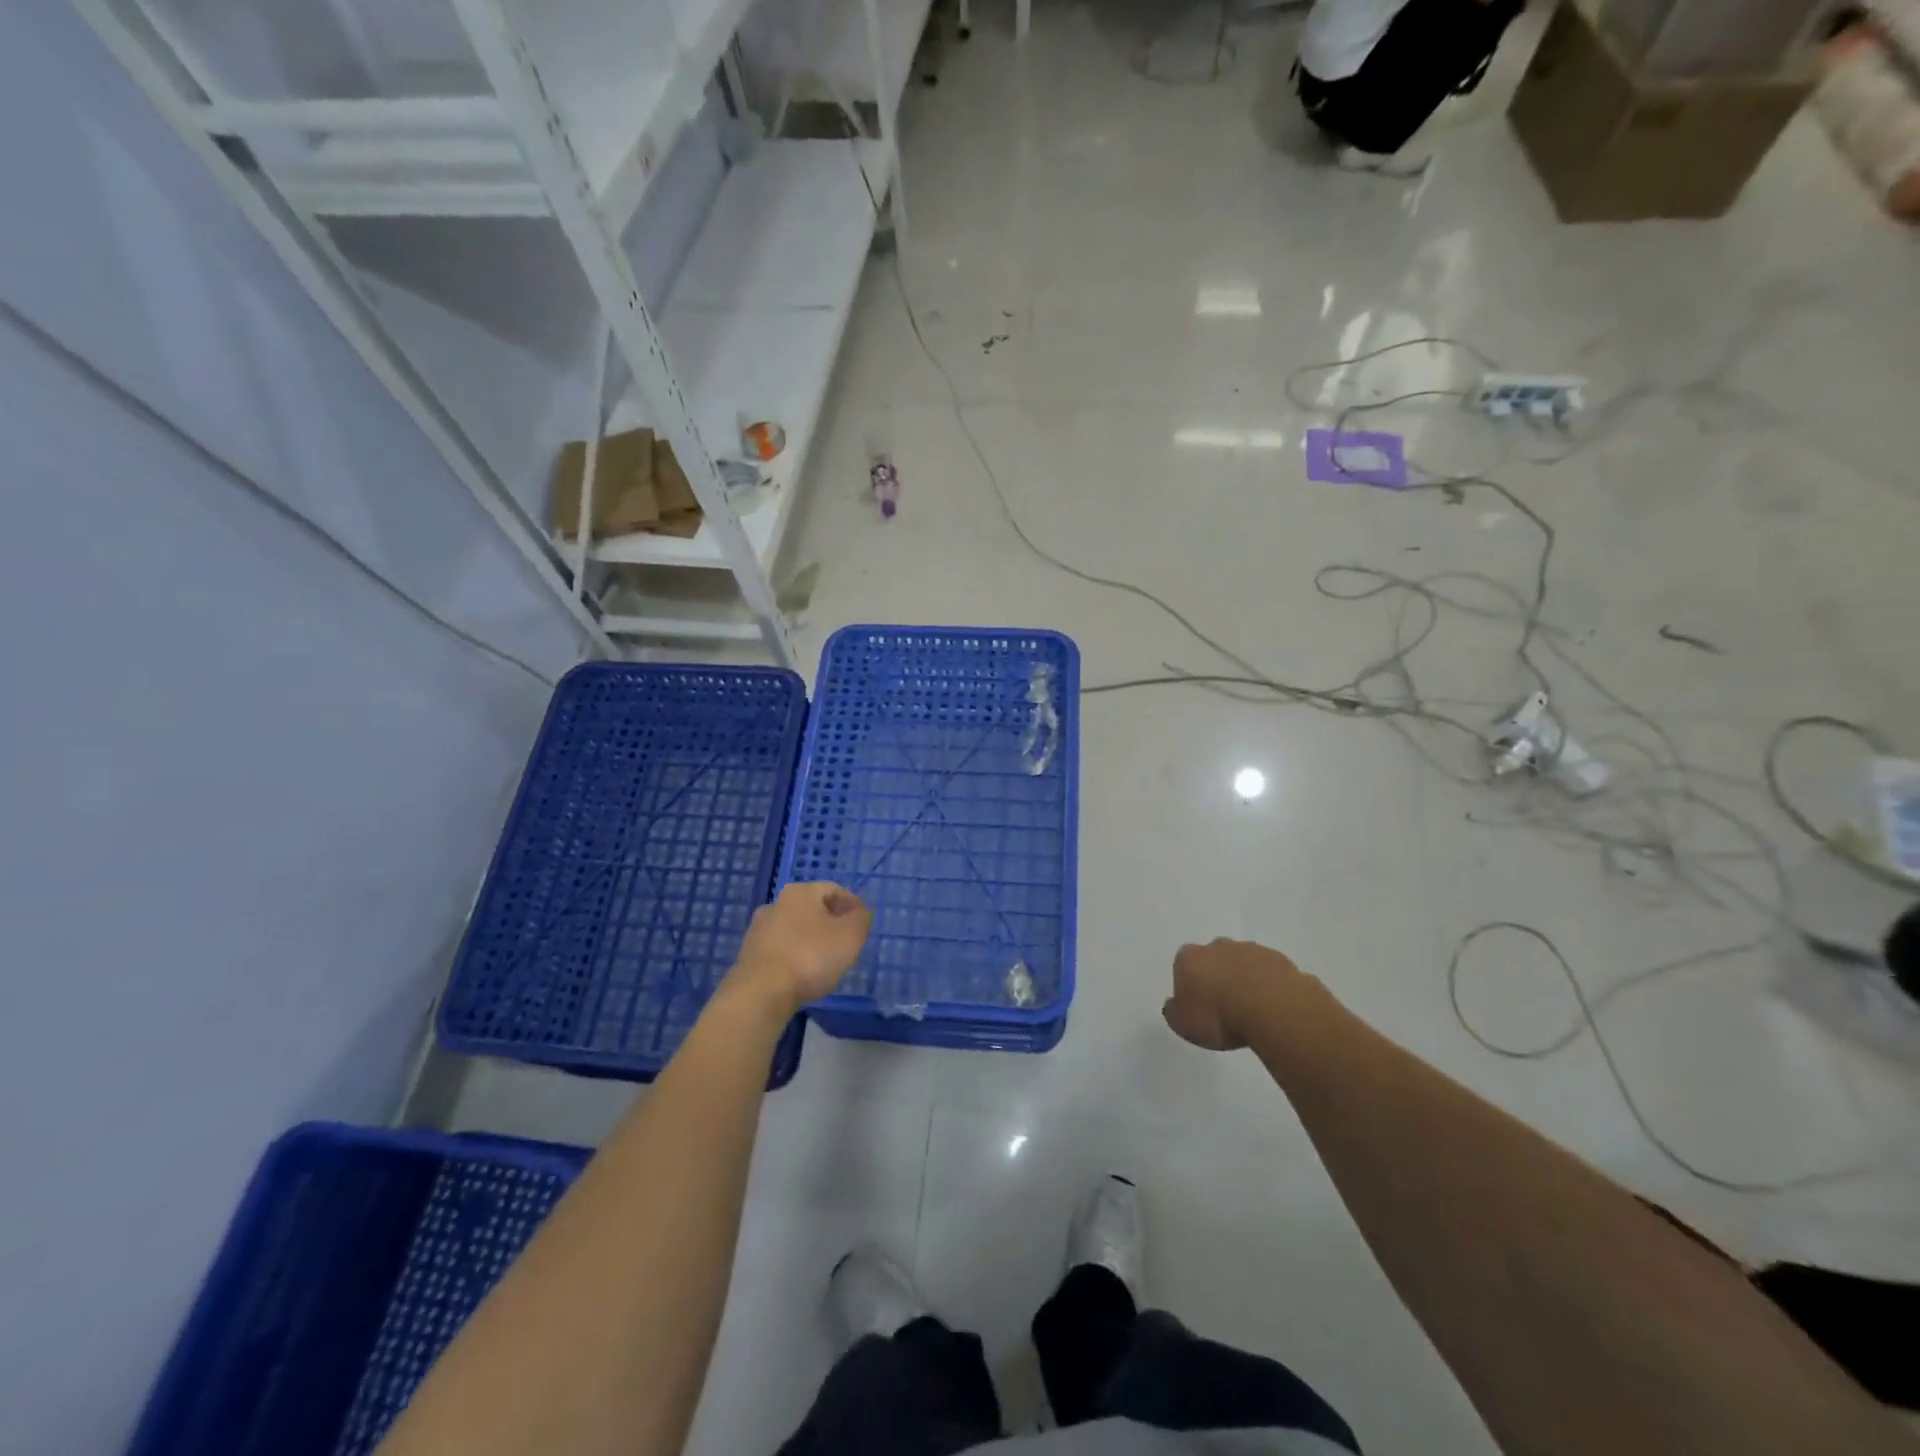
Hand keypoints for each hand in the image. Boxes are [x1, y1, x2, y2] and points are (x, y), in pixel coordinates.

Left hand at [725, 882, 872, 1019]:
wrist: (761, 993)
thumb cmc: (811, 956)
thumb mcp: (851, 935)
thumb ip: (861, 918)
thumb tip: (858, 912)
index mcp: (800, 892)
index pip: (834, 890)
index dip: (853, 905)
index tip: (863, 926)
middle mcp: (776, 903)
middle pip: (812, 909)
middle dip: (831, 924)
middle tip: (847, 945)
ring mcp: (758, 930)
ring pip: (795, 930)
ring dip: (812, 941)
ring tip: (826, 964)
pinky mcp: (749, 955)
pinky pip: (781, 950)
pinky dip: (795, 957)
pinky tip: (803, 976)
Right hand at [1163, 938, 1312, 1050]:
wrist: (1271, 1009)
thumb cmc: (1218, 1016)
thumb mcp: (1183, 1024)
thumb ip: (1174, 1012)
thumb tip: (1174, 1005)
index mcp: (1189, 957)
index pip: (1183, 967)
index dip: (1190, 988)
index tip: (1199, 1009)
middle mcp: (1217, 946)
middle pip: (1213, 960)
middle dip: (1218, 978)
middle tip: (1225, 1008)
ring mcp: (1250, 949)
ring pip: (1242, 963)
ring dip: (1244, 981)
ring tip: (1252, 1011)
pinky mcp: (1278, 959)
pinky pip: (1269, 972)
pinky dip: (1268, 985)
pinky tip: (1272, 1007)